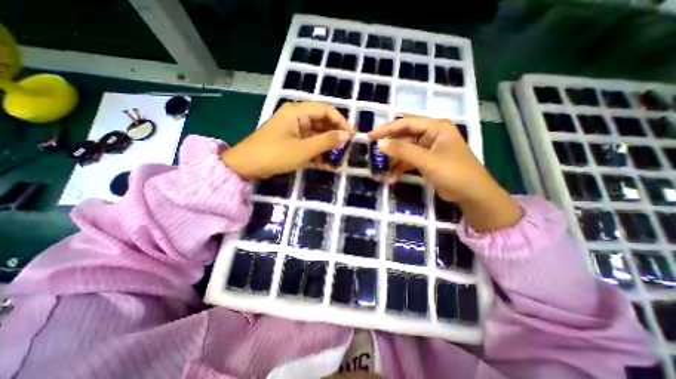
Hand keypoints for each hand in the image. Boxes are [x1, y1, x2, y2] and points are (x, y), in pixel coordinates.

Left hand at [224, 101, 355, 179]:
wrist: (245, 166)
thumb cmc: (274, 155)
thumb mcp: (303, 149)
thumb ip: (326, 142)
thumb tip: (347, 136)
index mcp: (297, 112)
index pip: (326, 110)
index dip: (341, 121)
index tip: (352, 135)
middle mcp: (296, 116)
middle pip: (321, 121)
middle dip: (334, 134)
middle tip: (346, 148)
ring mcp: (292, 128)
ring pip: (316, 133)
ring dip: (326, 145)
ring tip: (337, 157)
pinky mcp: (290, 139)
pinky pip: (308, 141)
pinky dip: (317, 150)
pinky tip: (324, 161)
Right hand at [370, 115, 521, 230]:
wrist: (472, 194)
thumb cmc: (454, 173)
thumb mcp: (427, 160)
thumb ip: (403, 151)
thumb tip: (380, 144)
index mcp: (435, 127)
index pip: (406, 123)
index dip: (387, 129)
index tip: (370, 136)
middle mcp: (431, 135)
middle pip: (404, 137)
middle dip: (389, 148)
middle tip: (373, 155)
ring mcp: (428, 149)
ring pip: (404, 151)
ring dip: (393, 161)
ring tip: (381, 171)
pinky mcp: (426, 161)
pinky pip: (408, 161)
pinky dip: (400, 168)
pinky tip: (392, 177)